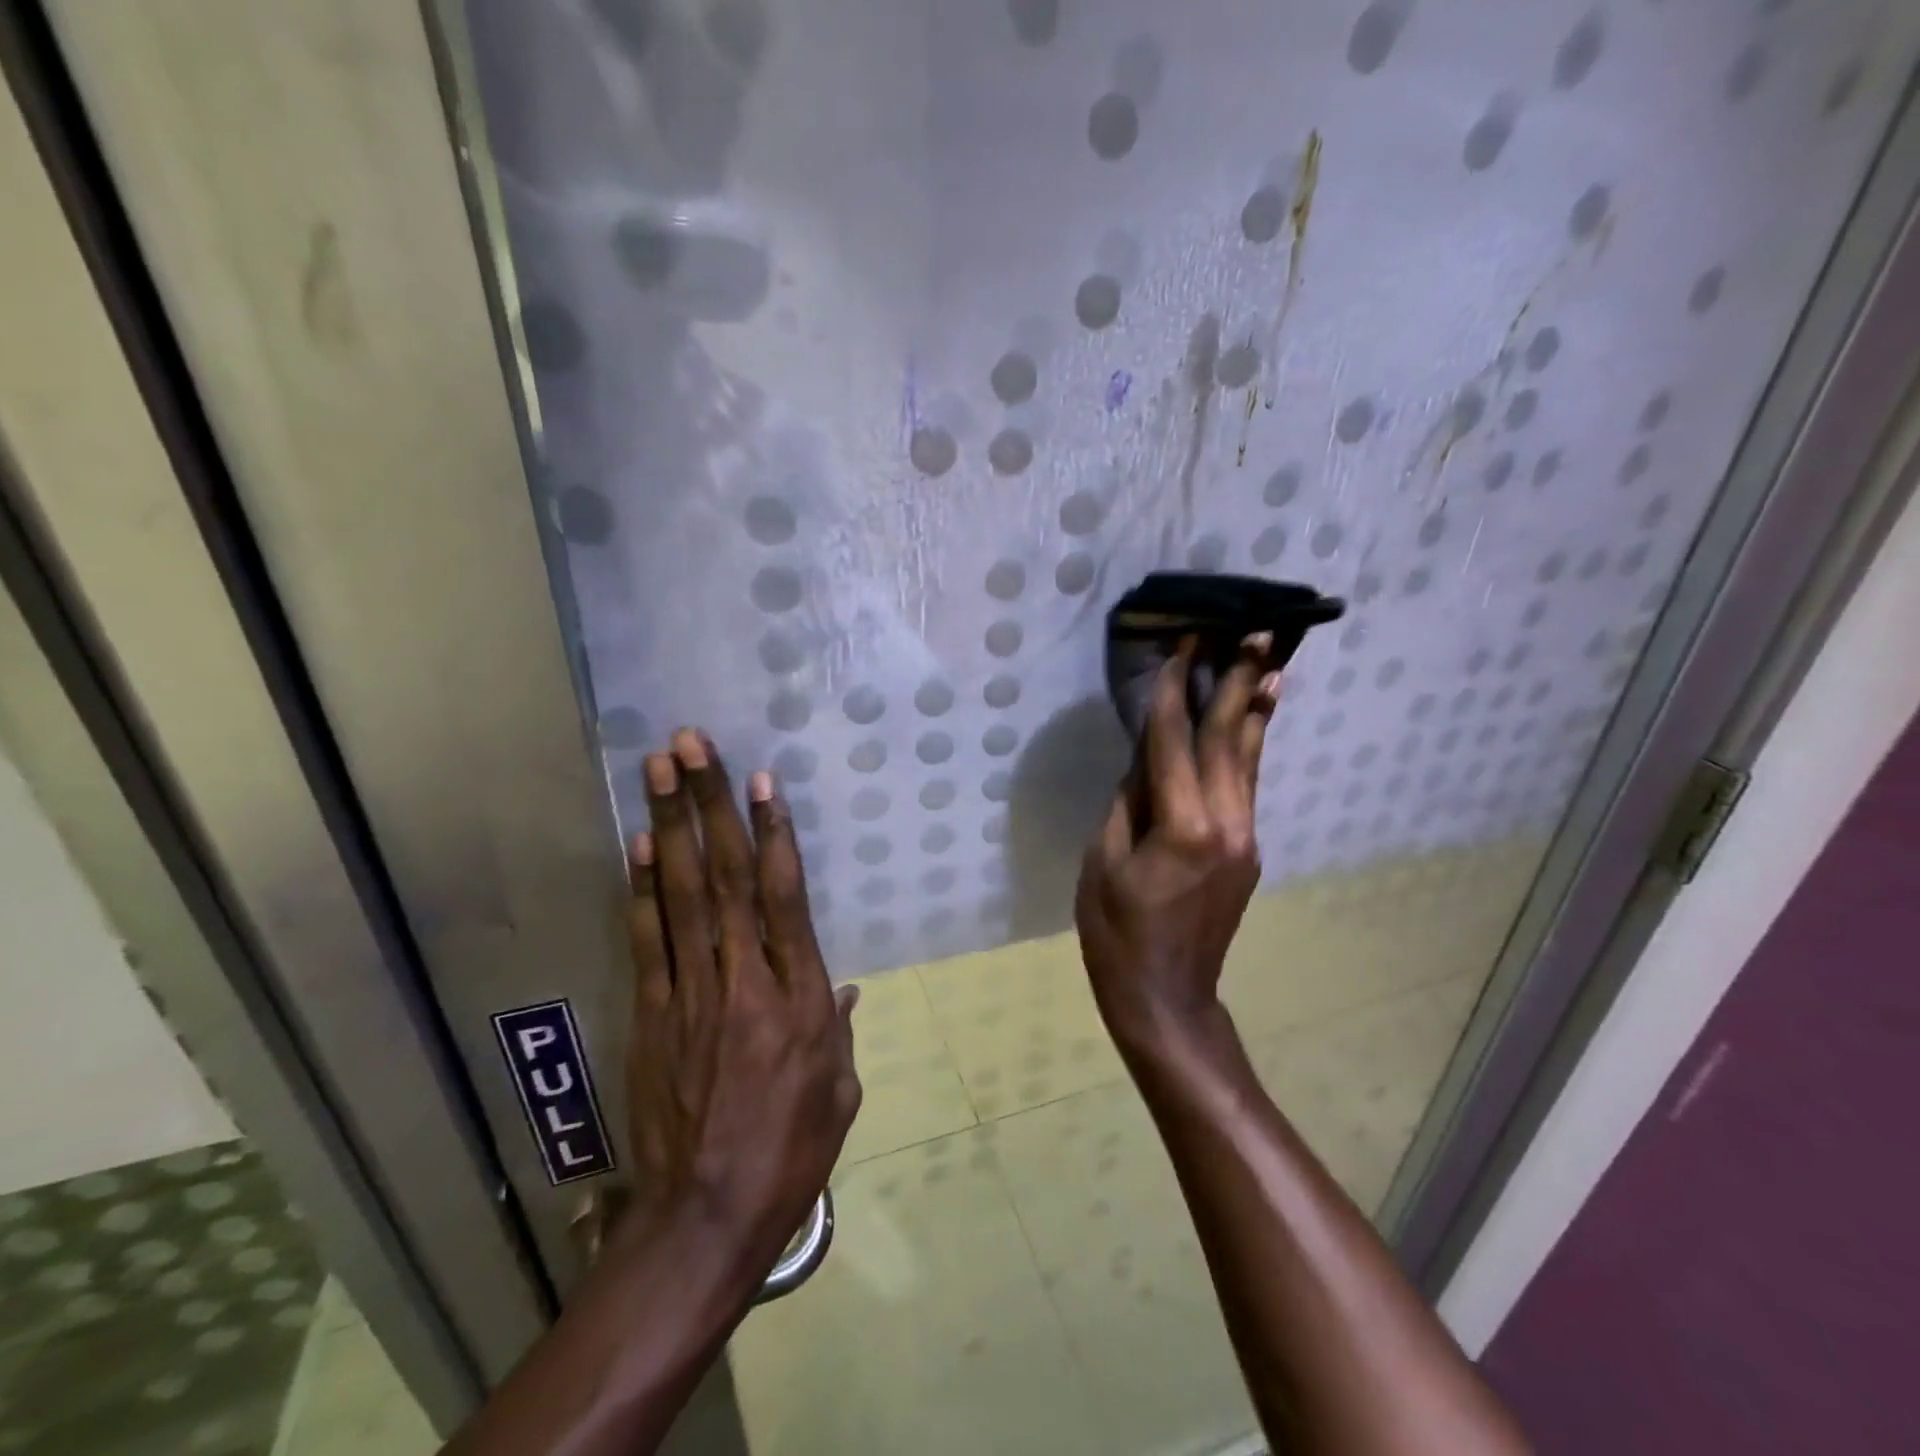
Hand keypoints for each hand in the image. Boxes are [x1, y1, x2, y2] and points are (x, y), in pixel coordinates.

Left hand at [621, 729, 860, 1289]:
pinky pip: (648, 938)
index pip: (783, 894)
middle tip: (691, 743)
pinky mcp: (652, 1011)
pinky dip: (641, 887)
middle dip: (707, 803)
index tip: (760, 778)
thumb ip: (836, 1026)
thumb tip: (839, 985)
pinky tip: (637, 843)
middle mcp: (743, 976)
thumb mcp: (840, 1089)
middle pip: (724, 874)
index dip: (771, 831)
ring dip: (669, 824)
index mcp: (797, 994)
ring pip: (681, 892)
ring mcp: (691, 990)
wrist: (706, 1215)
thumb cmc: (791, 1150)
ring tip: (659, 768)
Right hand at [1075, 636, 1280, 1053]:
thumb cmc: (1117, 932)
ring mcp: (1245, 837)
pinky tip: (1250, 723)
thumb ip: (1126, 804)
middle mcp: (1226, 822)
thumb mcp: (1102, 863)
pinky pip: (1244, 785)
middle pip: (1228, 739)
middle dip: (1238, 681)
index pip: (1176, 741)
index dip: (1178, 690)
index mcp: (1182, 826)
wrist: (1167, 996)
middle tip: (1257, 630)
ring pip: (1248, 759)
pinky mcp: (1248, 850)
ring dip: (1254, 708)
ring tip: (1271, 661)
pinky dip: (1247, 747)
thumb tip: (1144, 759)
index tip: (1186, 644)